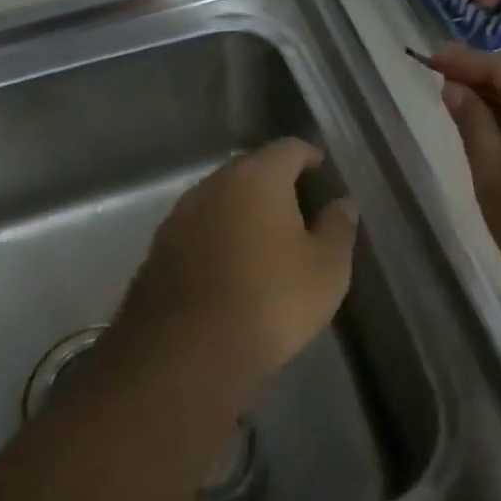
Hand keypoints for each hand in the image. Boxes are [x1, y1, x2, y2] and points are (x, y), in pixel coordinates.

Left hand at [118, 138, 358, 390]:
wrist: (187, 352)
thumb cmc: (271, 300)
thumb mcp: (326, 269)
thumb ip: (338, 228)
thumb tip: (342, 204)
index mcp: (258, 177)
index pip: (288, 148)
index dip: (308, 156)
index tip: (321, 168)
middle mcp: (214, 185)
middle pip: (249, 169)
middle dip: (273, 181)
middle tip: (296, 205)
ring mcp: (180, 216)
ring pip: (219, 199)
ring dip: (240, 210)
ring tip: (262, 237)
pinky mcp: (158, 249)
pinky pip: (197, 230)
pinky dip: (216, 237)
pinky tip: (228, 266)